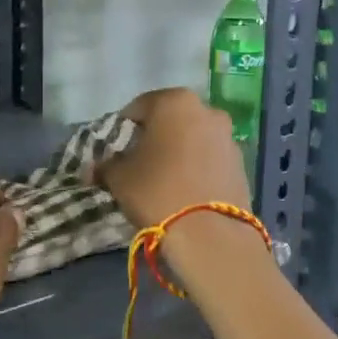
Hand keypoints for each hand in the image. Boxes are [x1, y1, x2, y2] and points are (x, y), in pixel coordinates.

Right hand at [93, 88, 252, 228]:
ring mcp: (228, 137)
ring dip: (178, 152)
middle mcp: (206, 110)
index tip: (114, 151)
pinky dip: (196, 167)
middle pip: (170, 120)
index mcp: (174, 102)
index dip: (122, 129)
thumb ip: (106, 165)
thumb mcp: (119, 178)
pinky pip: (209, 159)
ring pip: (192, 138)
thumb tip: (96, 168)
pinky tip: (186, 191)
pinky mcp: (241, 164)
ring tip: (164, 180)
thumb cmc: (157, 192)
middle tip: (138, 164)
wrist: (210, 236)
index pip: (138, 108)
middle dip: (154, 138)